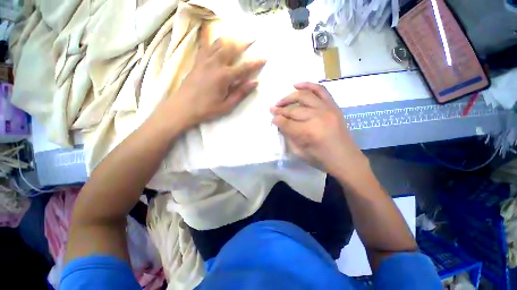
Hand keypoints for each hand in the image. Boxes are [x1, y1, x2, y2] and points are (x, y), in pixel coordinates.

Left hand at [163, 25, 265, 128]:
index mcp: (224, 77)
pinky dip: (211, 40)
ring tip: (236, 39)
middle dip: (243, 44)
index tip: (264, 58)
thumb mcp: (227, 105)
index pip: (244, 67)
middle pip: (231, 48)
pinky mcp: (197, 61)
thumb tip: (254, 83)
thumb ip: (241, 93)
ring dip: (229, 40)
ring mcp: (204, 61)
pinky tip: (215, 39)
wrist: (183, 108)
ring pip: (218, 44)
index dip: (255, 63)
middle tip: (252, 40)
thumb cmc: (207, 109)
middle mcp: (215, 64)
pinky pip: (205, 46)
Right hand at [271, 82, 366, 175]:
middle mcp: (317, 117)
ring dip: (289, 97)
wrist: (345, 158)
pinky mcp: (333, 106)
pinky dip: (308, 85)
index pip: (286, 123)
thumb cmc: (321, 159)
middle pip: (293, 110)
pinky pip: (320, 90)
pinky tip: (297, 85)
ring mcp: (327, 109)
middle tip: (273, 109)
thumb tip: (281, 124)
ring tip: (281, 101)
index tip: (272, 118)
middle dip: (280, 110)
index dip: (277, 120)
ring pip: (304, 97)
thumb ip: (289, 136)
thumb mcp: (299, 152)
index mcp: (308, 132)